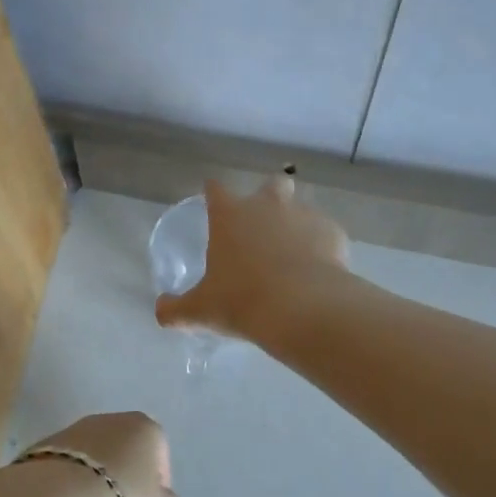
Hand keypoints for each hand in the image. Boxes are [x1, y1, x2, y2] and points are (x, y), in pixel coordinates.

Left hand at [23, 411, 179, 496]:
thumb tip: (160, 495)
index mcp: (143, 427)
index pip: (158, 450)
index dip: (157, 480)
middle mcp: (108, 419)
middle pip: (123, 447)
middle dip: (123, 474)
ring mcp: (72, 429)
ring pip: (91, 455)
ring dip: (93, 478)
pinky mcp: (42, 445)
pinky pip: (65, 466)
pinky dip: (67, 482)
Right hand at [154, 176, 348, 341]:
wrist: (303, 308)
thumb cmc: (242, 301)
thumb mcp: (200, 310)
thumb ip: (176, 309)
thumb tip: (160, 312)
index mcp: (230, 215)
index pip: (215, 189)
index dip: (213, 193)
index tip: (212, 202)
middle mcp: (268, 205)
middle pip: (271, 184)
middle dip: (268, 197)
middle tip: (264, 227)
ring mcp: (304, 215)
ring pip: (301, 209)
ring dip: (296, 225)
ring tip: (294, 257)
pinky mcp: (334, 233)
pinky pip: (326, 234)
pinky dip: (322, 247)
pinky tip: (318, 272)